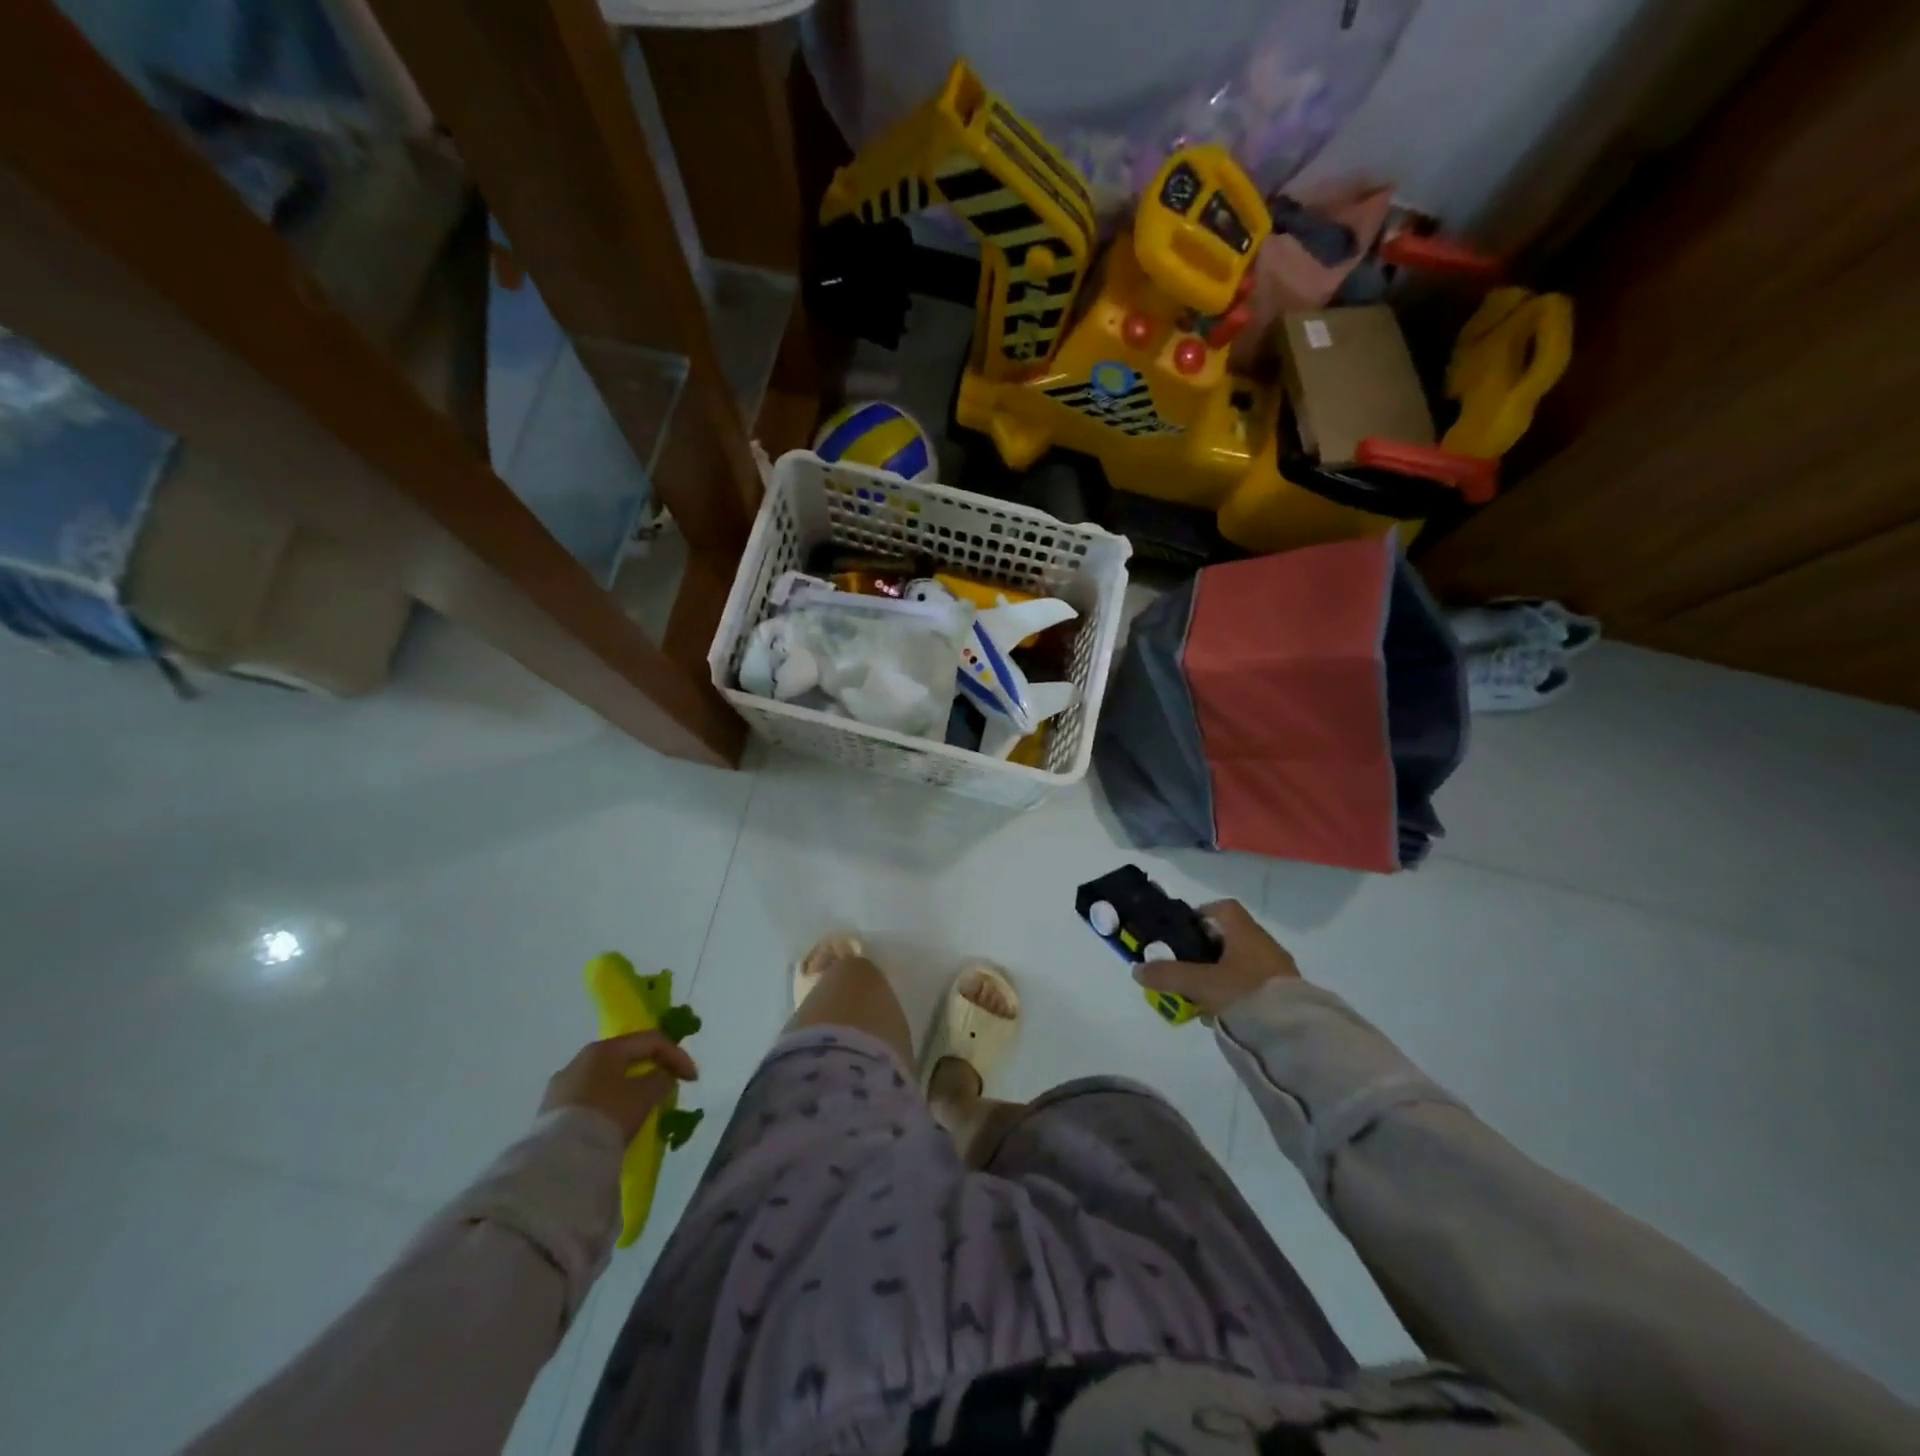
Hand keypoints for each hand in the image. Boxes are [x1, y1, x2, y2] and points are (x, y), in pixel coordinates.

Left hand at [540, 1032, 698, 1142]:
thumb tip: (661, 1076)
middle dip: (651, 1069)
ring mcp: (561, 1086)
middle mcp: (580, 1060)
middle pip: (626, 1057)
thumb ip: (661, 1078)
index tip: (692, 1079)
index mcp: (604, 1049)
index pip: (650, 1041)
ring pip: (606, 1079)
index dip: (677, 1056)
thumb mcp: (644, 1096)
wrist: (558, 1162)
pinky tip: (617, 1120)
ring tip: (644, 1106)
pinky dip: (609, 1103)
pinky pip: (590, 1098)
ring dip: (629, 1087)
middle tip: (669, 1086)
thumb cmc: (608, 1116)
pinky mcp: (551, 1112)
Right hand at [1133, 898, 1298, 1016]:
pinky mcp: (1284, 997)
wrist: (1294, 1035)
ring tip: (1198, 996)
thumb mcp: (1200, 983)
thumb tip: (1137, 970)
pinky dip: (1234, 994)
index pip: (1223, 908)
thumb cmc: (1245, 993)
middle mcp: (1264, 945)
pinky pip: (1252, 986)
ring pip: (1239, 964)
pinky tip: (1220, 1013)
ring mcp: (1277, 971)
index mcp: (1246, 932)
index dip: (1200, 914)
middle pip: (1229, 938)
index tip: (1181, 932)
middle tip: (1184, 968)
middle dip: (1204, 951)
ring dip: (1218, 975)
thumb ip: (1168, 975)